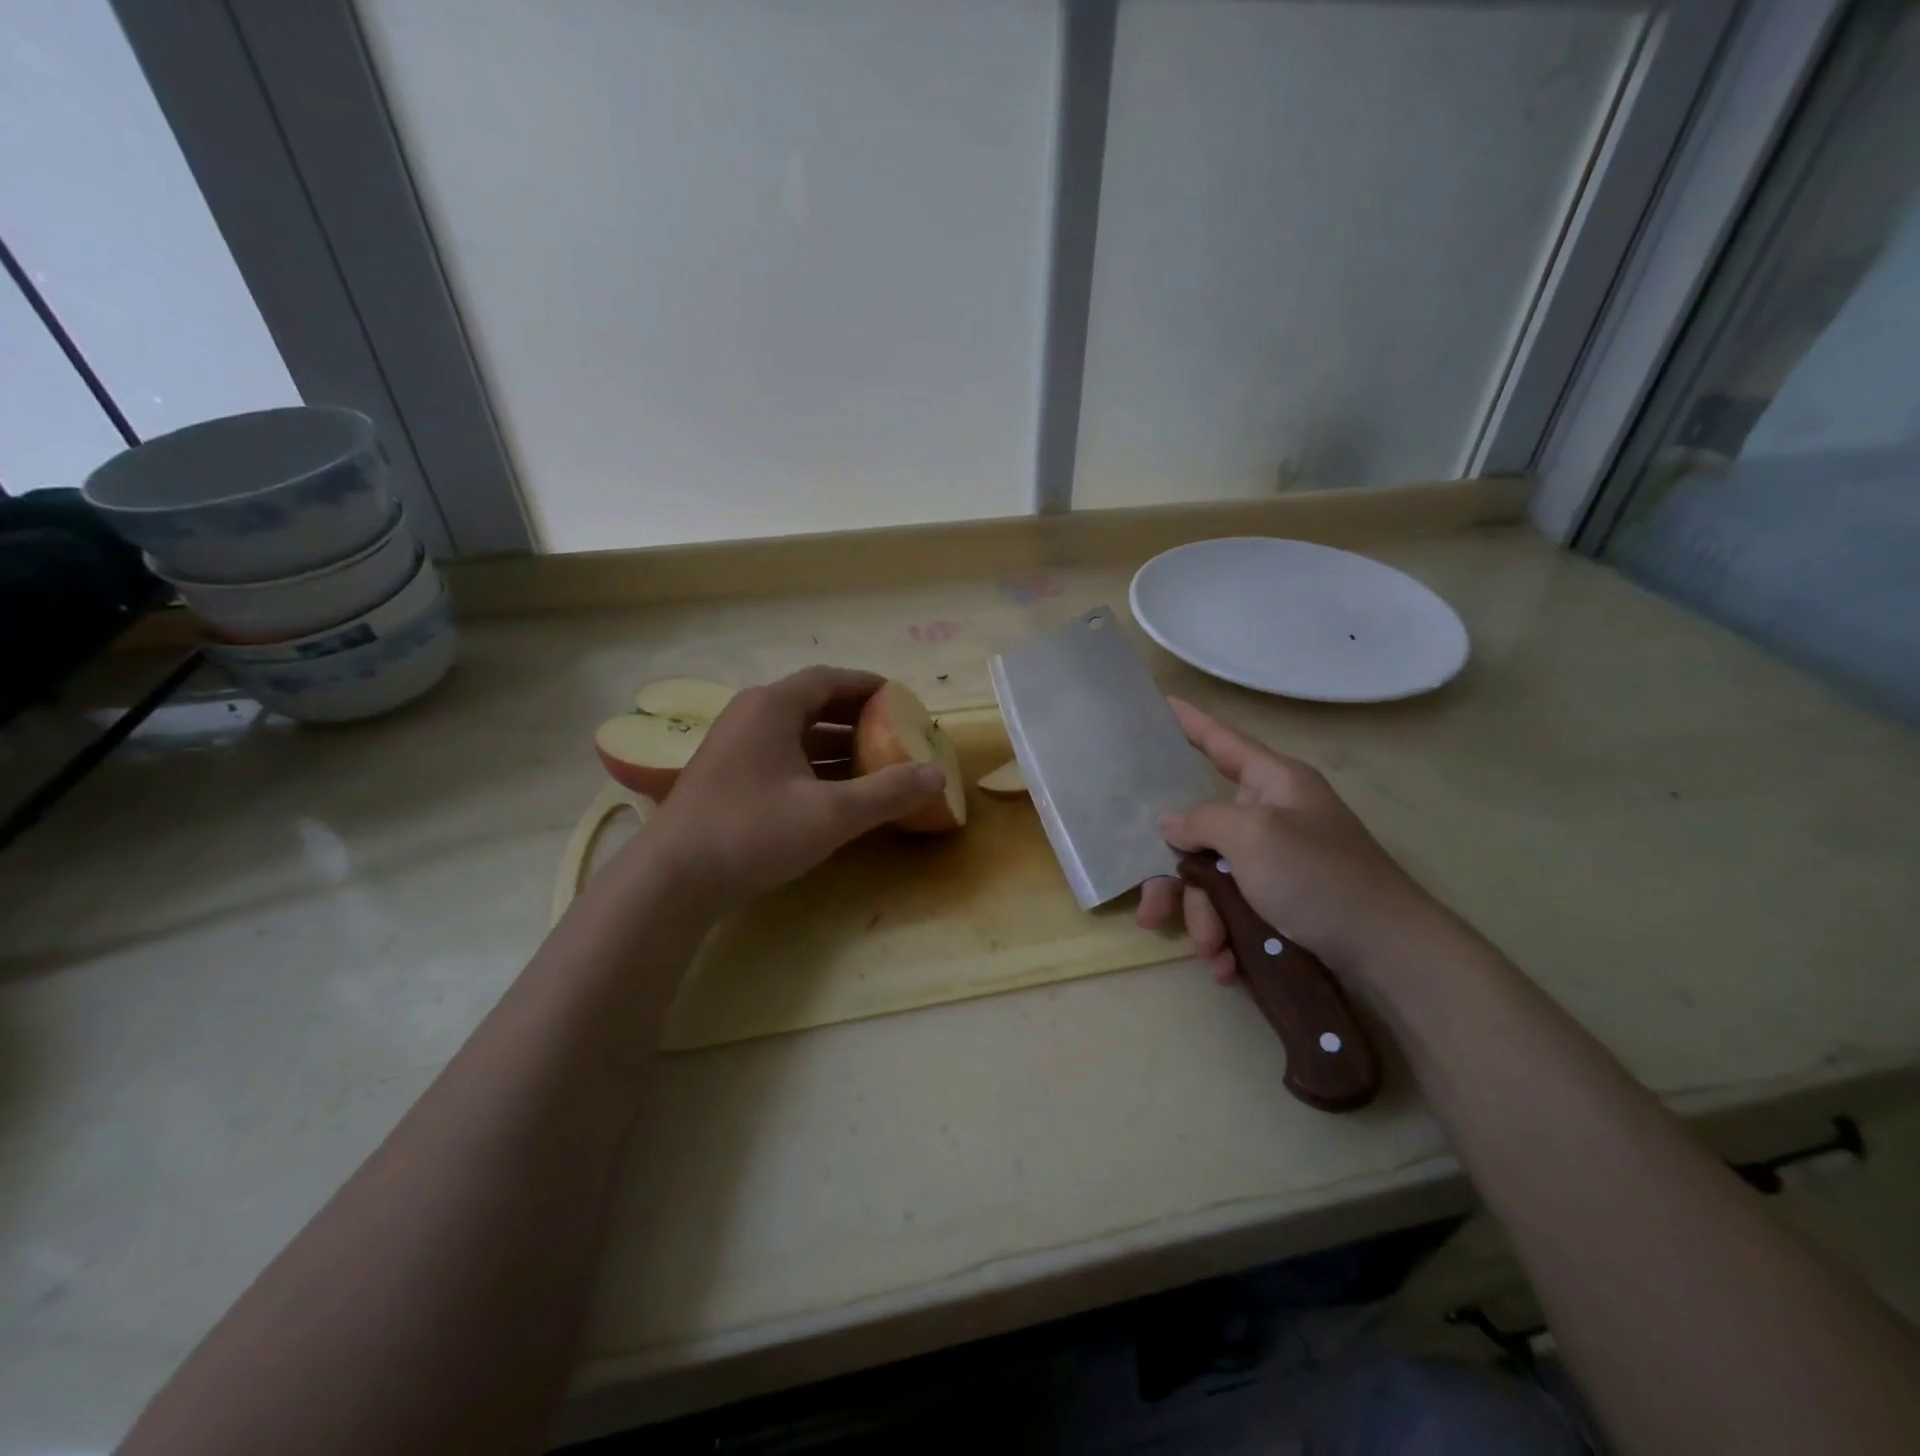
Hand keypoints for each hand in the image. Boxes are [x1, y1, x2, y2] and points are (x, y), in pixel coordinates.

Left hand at [637, 667, 944, 915]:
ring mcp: (734, 748)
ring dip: (836, 746)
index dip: (867, 685)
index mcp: (772, 707)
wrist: (672, 880)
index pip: (828, 680)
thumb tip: (937, 775)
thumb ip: (887, 793)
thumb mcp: (830, 814)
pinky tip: (834, 793)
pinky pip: (781, 758)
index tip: (900, 698)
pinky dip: (813, 767)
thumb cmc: (752, 832)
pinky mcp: (726, 779)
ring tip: (875, 763)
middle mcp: (750, 717)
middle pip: (812, 704)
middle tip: (894, 732)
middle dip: (856, 717)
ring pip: (796, 734)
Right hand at [1136, 698, 1444, 983]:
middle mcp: (1269, 817)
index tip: (1158, 703)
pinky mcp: (1278, 902)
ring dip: (1203, 917)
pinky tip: (1225, 964)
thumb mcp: (1254, 837)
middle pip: (1200, 831)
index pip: (1222, 742)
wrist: (1387, 954)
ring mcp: (1274, 862)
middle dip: (1176, 877)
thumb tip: (1171, 823)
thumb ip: (1202, 820)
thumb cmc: (1320, 877)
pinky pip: (1232, 909)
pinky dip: (1225, 936)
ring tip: (1211, 951)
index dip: (1190, 722)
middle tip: (1150, 909)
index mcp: (1272, 784)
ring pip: (1211, 879)